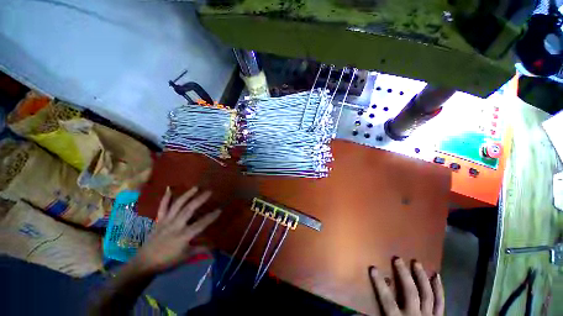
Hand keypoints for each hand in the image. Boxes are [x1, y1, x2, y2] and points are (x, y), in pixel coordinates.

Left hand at [133, 186, 220, 273]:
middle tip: (209, 192)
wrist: (144, 263)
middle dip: (200, 199)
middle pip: (189, 209)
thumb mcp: (185, 257)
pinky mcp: (159, 221)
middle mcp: (175, 225)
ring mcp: (166, 221)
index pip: (200, 224)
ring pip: (177, 205)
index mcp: (183, 235)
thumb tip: (214, 247)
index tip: (219, 209)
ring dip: (187, 195)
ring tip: (195, 187)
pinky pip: (162, 208)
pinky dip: (165, 198)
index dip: (211, 217)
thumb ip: (200, 249)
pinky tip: (169, 189)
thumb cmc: (166, 261)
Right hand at [370, 257, 443, 315]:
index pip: (387, 300)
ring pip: (427, 294)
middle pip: (410, 292)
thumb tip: (359, 311)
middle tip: (398, 259)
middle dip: (404, 275)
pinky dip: (439, 288)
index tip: (373, 268)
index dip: (380, 284)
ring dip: (421, 277)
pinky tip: (436, 276)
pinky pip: (440, 302)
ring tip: (416, 263)